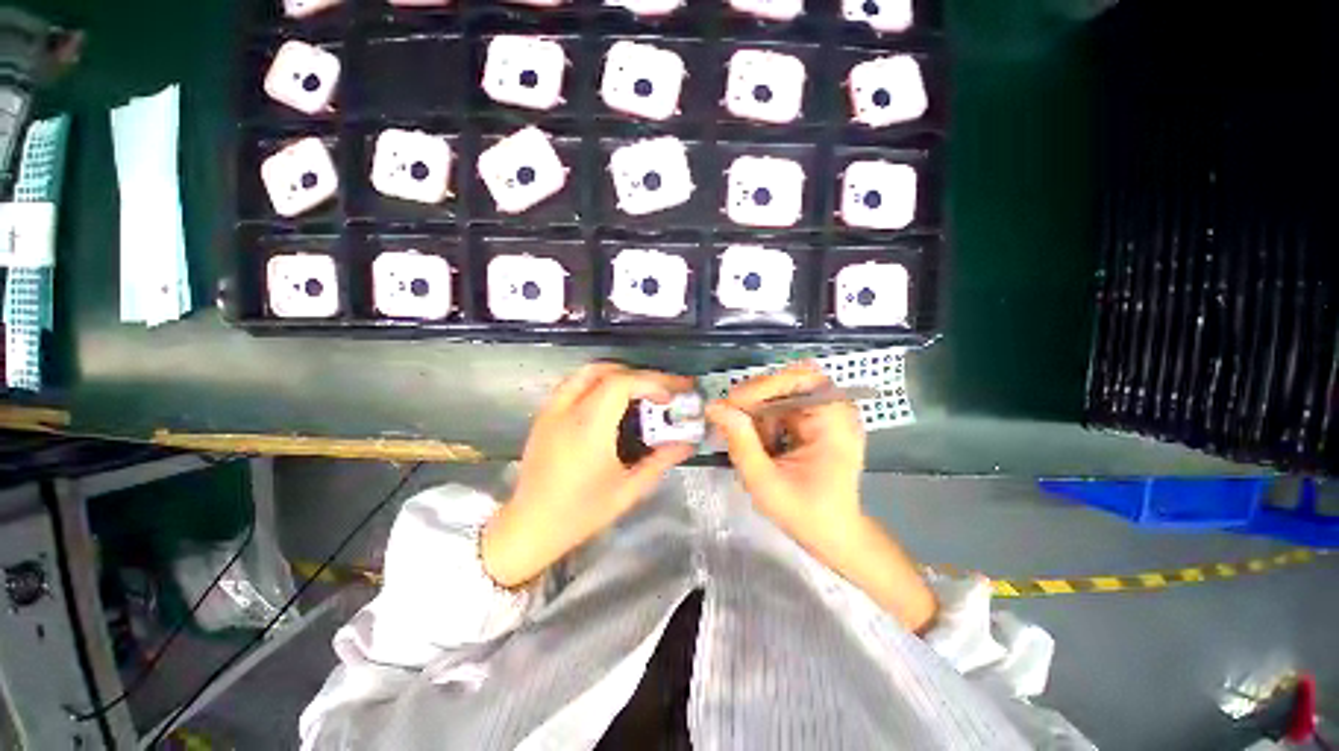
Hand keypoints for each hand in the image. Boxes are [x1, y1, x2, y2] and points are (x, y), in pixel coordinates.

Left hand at [482, 363, 694, 586]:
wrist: (530, 526)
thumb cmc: (581, 512)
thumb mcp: (628, 490)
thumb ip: (660, 461)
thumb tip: (688, 443)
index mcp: (589, 428)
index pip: (621, 383)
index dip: (652, 381)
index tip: (672, 393)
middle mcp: (567, 410)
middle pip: (606, 371)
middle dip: (639, 375)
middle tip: (661, 389)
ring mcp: (552, 410)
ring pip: (586, 372)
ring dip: (618, 374)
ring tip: (640, 391)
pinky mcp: (544, 416)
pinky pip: (574, 384)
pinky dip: (598, 382)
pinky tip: (611, 402)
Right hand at [704, 362, 865, 556]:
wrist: (833, 535)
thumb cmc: (806, 514)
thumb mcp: (765, 481)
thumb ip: (740, 441)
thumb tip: (715, 406)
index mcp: (835, 420)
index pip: (800, 378)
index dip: (763, 386)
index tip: (732, 405)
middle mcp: (835, 408)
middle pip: (788, 382)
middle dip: (756, 401)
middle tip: (730, 421)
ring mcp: (826, 413)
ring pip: (780, 393)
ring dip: (758, 413)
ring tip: (750, 442)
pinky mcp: (815, 420)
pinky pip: (782, 406)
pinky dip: (765, 421)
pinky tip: (761, 444)